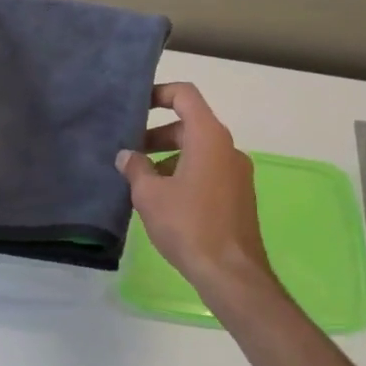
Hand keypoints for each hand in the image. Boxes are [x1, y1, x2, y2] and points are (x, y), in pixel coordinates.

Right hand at [116, 83, 276, 307]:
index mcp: (208, 137)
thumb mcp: (150, 195)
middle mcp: (227, 147)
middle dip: (156, 134)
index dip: (159, 93)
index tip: (135, 107)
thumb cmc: (188, 225)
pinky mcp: (239, 195)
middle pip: (189, 125)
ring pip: (198, 150)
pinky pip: (208, 171)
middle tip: (129, 153)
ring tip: (141, 181)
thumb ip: (135, 168)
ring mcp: (237, 172)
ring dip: (169, 157)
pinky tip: (164, 201)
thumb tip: (126, 156)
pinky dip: (185, 173)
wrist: (231, 272)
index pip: (185, 95)